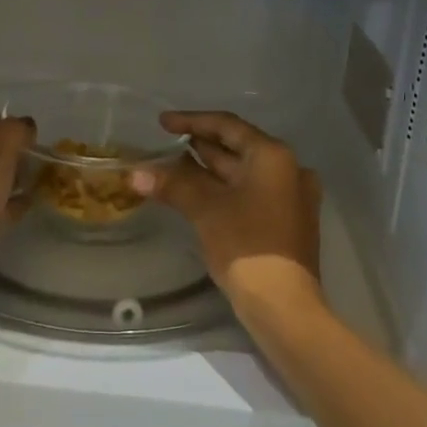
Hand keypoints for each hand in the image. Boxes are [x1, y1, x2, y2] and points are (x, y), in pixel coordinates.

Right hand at [129, 112, 323, 314]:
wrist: (283, 304)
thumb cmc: (246, 245)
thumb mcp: (205, 209)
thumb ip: (172, 184)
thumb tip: (135, 173)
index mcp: (273, 156)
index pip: (227, 126)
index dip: (192, 121)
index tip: (162, 123)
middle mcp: (288, 169)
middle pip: (238, 148)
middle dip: (200, 146)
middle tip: (166, 144)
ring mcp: (291, 197)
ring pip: (243, 173)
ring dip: (210, 170)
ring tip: (174, 167)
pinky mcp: (287, 221)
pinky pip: (250, 193)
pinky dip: (224, 189)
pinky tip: (198, 195)